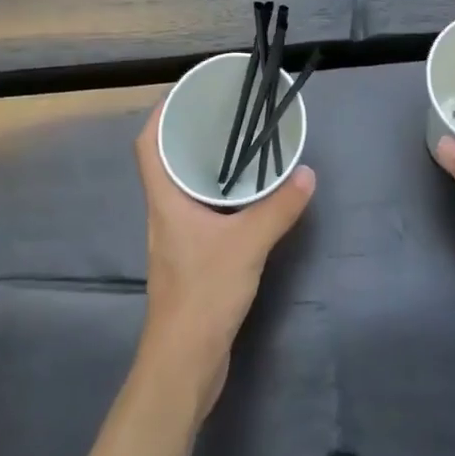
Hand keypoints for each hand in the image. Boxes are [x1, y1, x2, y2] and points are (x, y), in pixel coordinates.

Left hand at [134, 103, 315, 418]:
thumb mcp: (247, 244)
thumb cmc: (203, 294)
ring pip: (183, 187)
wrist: (184, 363)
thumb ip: (278, 208)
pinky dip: (217, 194)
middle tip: (222, 111)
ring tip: (236, 145)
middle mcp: (164, 213)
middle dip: (188, 132)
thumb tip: (306, 173)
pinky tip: (244, 197)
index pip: (148, 145)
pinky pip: (200, 210)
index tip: (185, 92)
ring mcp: (175, 238)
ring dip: (203, 164)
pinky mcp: (190, 258)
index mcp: (165, 200)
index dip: (160, 114)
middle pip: (166, 161)